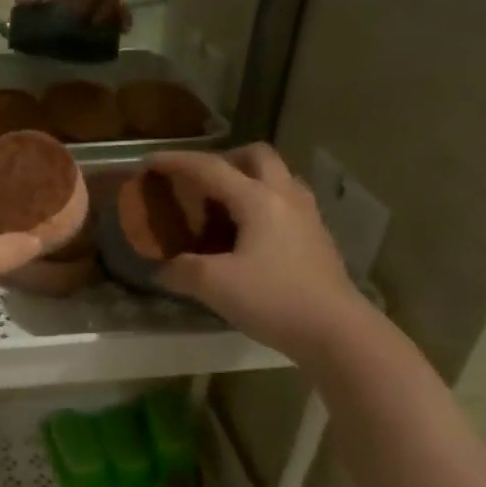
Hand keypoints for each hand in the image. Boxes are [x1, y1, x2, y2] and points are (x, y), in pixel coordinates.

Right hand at [149, 145, 363, 361]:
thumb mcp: (214, 285)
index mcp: (258, 199)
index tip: (151, 160)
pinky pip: (286, 203)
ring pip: (277, 177)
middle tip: (201, 181)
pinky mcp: (317, 238)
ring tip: (225, 205)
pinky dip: (262, 204)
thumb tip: (163, 269)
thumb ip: (182, 271)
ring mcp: (307, 216)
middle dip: (225, 158)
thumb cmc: (273, 299)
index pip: (211, 168)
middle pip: (257, 156)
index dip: (177, 161)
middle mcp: (285, 197)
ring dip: (249, 179)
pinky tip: (249, 234)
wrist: (335, 330)